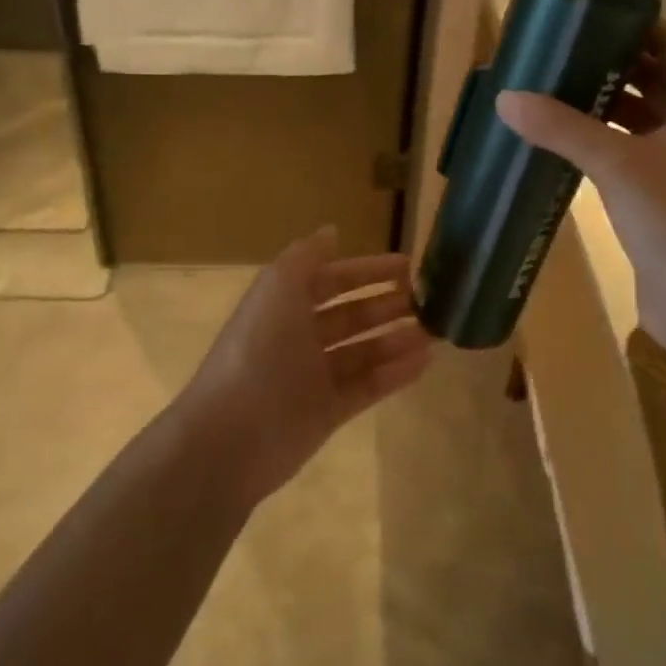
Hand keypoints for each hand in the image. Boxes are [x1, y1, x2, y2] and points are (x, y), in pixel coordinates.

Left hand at [179, 228, 433, 504]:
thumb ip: (306, 256)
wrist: (232, 435)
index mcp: (285, 305)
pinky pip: (367, 387)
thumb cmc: (259, 350)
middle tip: (428, 301)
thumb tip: (331, 230)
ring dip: (397, 339)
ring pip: (364, 352)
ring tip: (434, 332)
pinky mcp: (327, 413)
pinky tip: (425, 363)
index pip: (332, 280)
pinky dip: (395, 374)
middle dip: (388, 305)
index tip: (408, 266)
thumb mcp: (278, 288)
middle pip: (352, 316)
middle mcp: (299, 337)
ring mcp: (314, 377)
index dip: (368, 270)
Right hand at [496, 20, 665, 354]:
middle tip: (562, 52)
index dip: (638, 27)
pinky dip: (606, 143)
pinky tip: (567, 143)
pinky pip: (635, 155)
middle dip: (613, 65)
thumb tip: (506, 97)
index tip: (591, 16)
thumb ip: (562, 128)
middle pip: (657, 80)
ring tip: (556, 89)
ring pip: (644, 120)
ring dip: (607, 105)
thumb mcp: (616, 165)